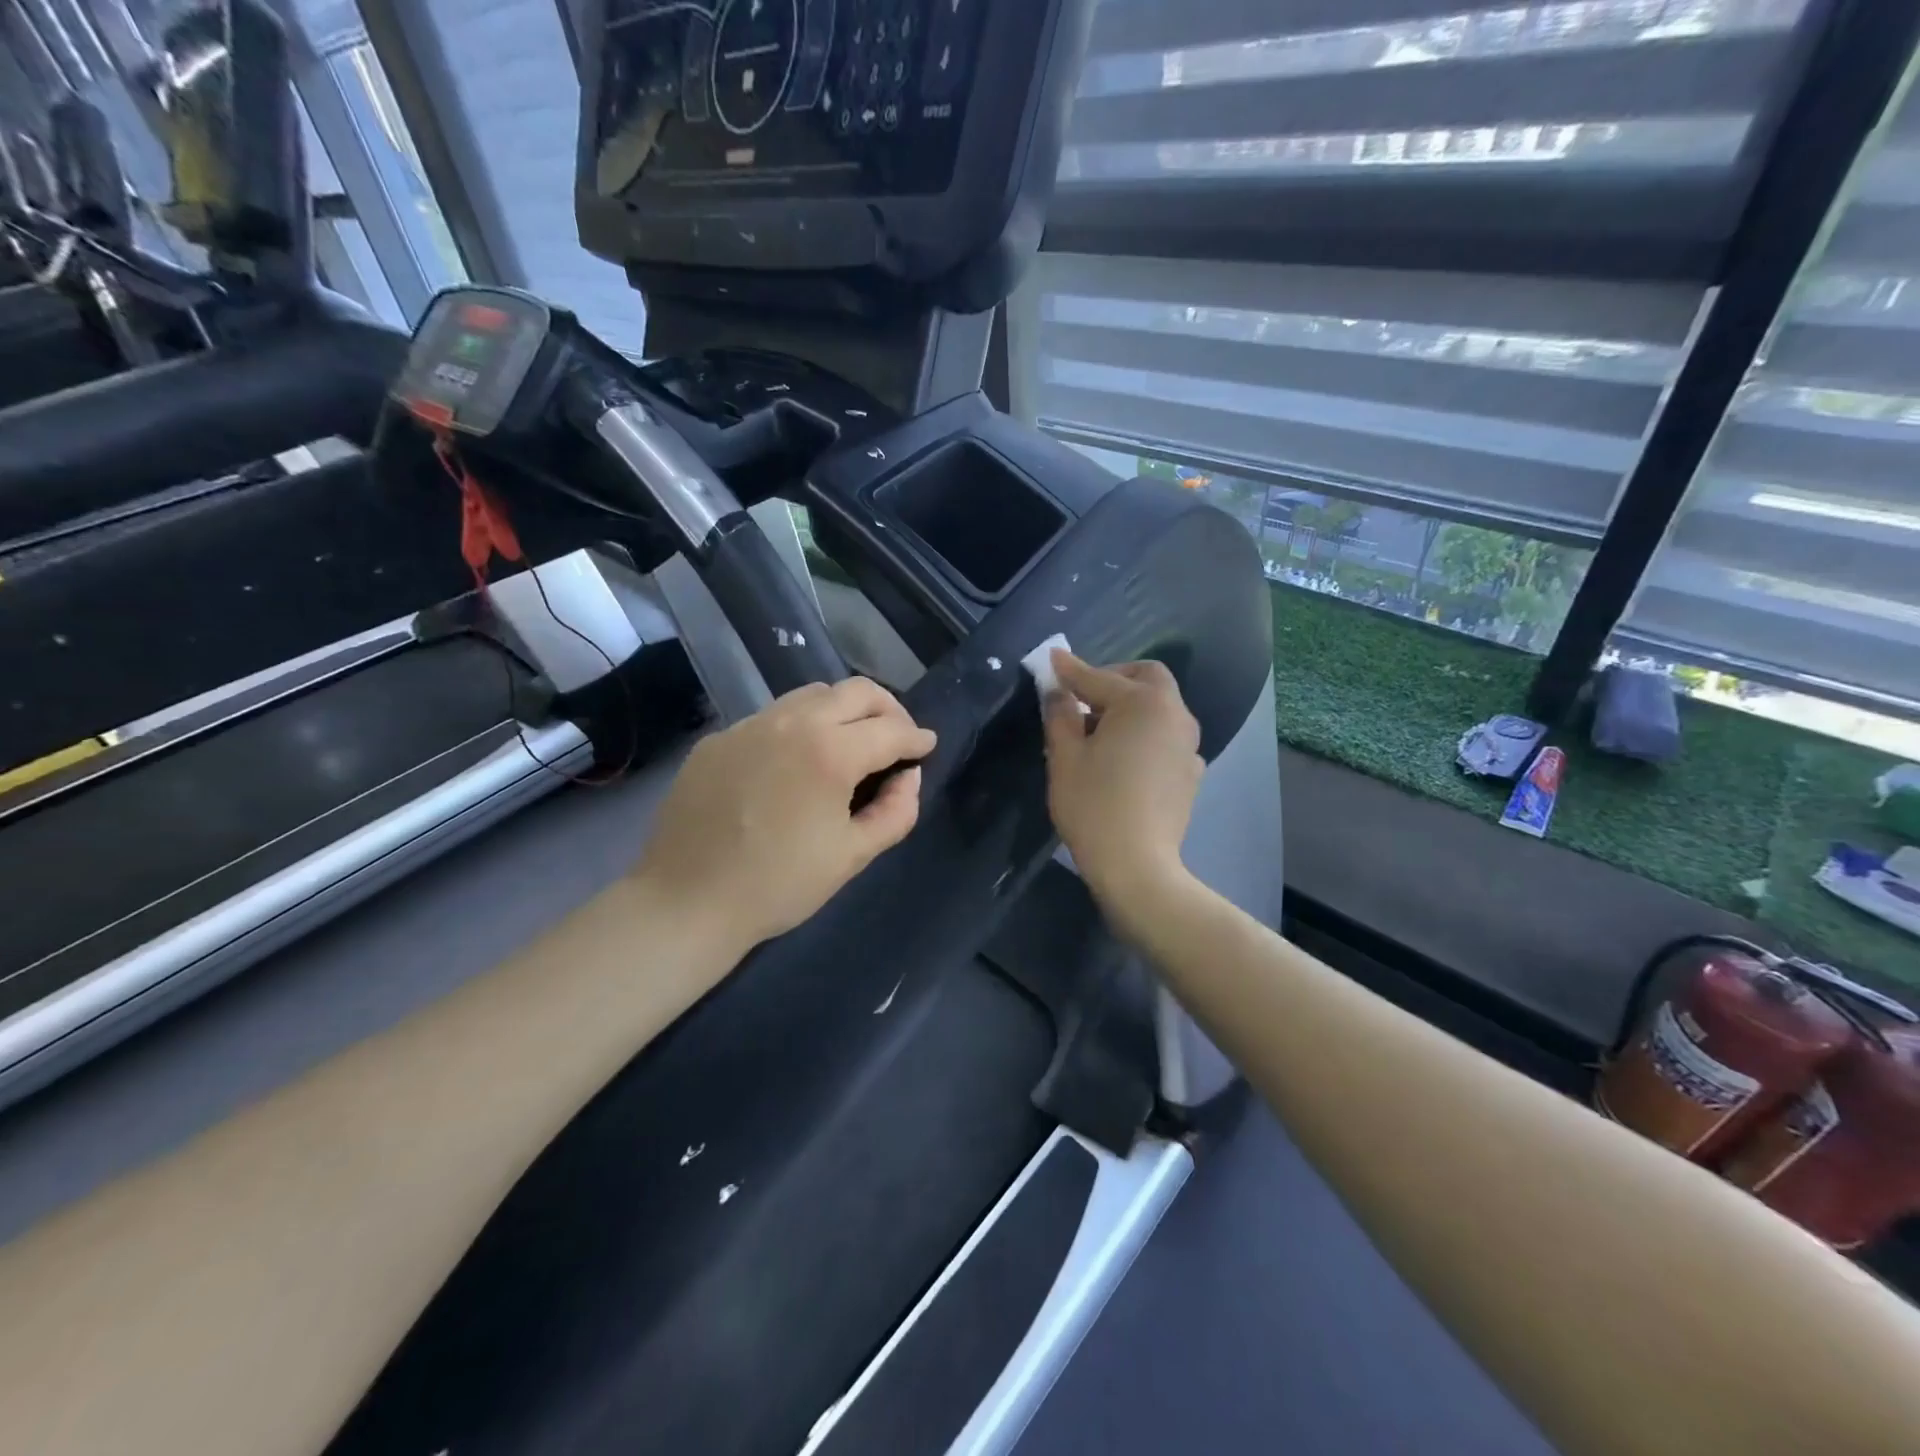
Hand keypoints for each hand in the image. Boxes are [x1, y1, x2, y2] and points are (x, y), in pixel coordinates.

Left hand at [636, 678, 935, 959]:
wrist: (686, 901)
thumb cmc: (779, 885)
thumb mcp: (852, 856)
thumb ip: (896, 811)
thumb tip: (909, 777)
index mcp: (829, 752)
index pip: (890, 730)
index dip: (916, 738)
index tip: (926, 746)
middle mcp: (791, 722)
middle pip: (855, 691)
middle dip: (887, 708)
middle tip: (897, 736)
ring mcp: (749, 725)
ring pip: (811, 695)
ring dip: (843, 709)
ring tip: (851, 741)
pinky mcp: (718, 739)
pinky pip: (772, 717)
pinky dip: (800, 726)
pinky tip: (795, 761)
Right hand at [1043, 651, 1202, 905]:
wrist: (1136, 866)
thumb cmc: (1093, 806)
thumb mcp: (1065, 757)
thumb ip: (1060, 714)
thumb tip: (1058, 690)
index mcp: (1143, 704)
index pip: (1099, 677)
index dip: (1070, 670)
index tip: (1050, 661)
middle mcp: (1175, 715)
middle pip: (1147, 679)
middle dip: (1114, 679)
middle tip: (1082, 697)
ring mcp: (1188, 745)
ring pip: (1160, 708)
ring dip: (1130, 707)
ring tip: (1097, 732)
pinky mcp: (1190, 773)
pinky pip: (1165, 738)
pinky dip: (1144, 735)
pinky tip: (1123, 760)